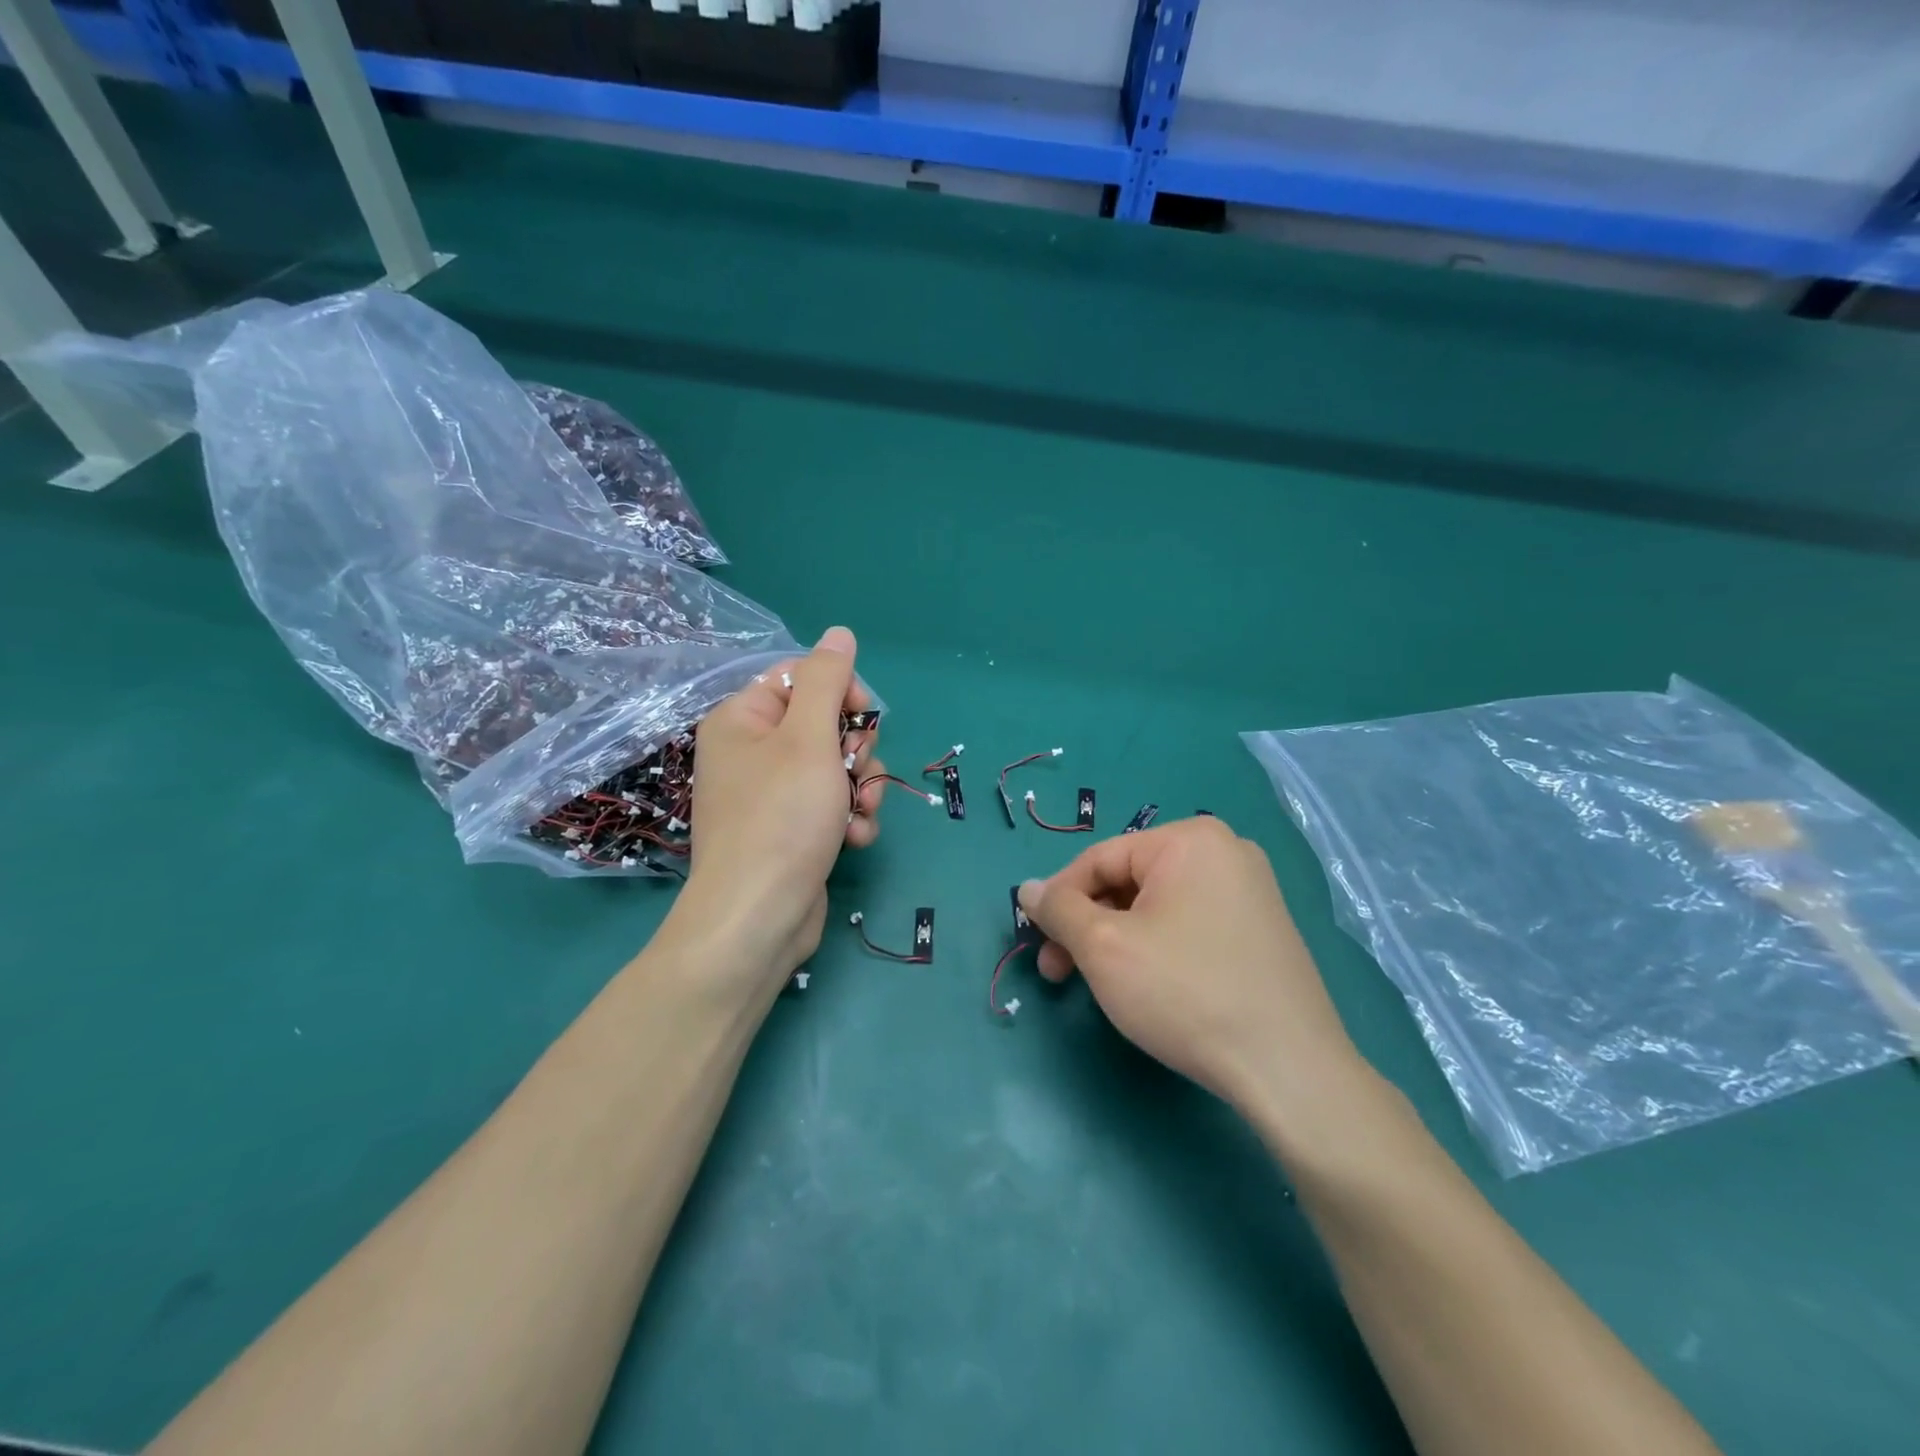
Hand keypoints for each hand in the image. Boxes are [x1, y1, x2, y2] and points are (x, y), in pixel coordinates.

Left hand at [678, 627, 885, 986]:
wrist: (759, 918)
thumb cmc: (782, 818)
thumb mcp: (809, 738)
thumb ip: (827, 681)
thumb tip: (838, 633)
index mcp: (744, 719)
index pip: (801, 678)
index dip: (841, 694)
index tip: (863, 719)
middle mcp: (752, 752)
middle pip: (824, 724)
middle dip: (855, 750)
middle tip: (856, 772)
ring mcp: (771, 794)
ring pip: (835, 767)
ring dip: (860, 787)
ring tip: (860, 812)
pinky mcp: (790, 830)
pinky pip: (830, 805)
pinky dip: (849, 817)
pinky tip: (855, 837)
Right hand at [1017, 816, 1366, 1114]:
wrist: (1289, 1070)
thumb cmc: (1185, 993)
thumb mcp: (1104, 947)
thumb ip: (1059, 910)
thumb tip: (1028, 888)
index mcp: (1190, 840)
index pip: (1099, 858)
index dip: (1058, 899)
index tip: (1034, 941)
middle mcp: (1225, 852)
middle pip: (1128, 881)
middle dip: (1087, 925)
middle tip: (1057, 971)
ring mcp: (1250, 891)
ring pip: (1156, 906)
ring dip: (1116, 939)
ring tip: (1098, 984)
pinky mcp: (1262, 930)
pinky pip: (1189, 924)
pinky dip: (1155, 947)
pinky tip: (1146, 985)